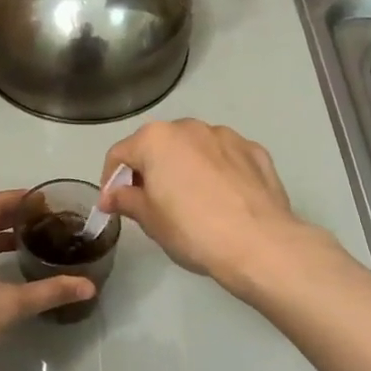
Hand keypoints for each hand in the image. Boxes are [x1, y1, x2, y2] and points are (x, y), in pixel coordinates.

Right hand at [101, 120, 325, 291]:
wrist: (259, 242)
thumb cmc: (192, 230)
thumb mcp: (150, 220)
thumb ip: (126, 200)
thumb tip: (112, 196)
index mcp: (156, 139)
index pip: (120, 154)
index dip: (111, 181)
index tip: (114, 206)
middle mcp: (190, 127)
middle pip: (158, 145)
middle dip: (150, 170)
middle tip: (151, 204)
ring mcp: (227, 136)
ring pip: (195, 148)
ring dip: (186, 167)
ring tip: (191, 202)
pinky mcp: (255, 151)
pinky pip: (226, 158)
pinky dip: (218, 172)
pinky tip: (223, 200)